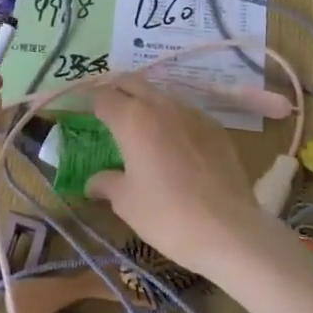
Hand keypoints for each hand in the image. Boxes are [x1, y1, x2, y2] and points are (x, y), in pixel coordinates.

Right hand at [84, 75, 268, 281]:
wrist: (229, 230)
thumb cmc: (167, 215)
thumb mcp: (126, 202)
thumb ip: (106, 183)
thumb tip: (92, 182)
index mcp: (132, 119)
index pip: (103, 97)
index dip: (89, 102)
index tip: (82, 111)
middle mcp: (162, 105)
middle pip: (132, 83)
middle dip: (116, 90)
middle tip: (106, 107)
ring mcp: (193, 113)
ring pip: (161, 95)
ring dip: (146, 103)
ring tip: (139, 125)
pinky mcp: (216, 127)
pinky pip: (186, 113)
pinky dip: (172, 119)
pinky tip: (173, 143)